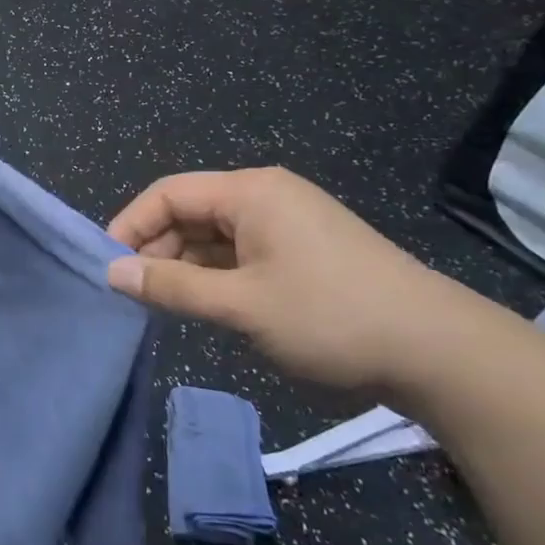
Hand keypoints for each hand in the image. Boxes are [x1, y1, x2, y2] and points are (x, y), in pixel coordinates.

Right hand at [106, 167, 503, 394]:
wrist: (439, 353)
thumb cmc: (330, 317)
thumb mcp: (241, 305)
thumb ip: (172, 287)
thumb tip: (112, 273)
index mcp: (250, 192)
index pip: (167, 194)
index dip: (130, 226)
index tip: (105, 267)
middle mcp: (265, 197)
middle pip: (188, 212)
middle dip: (155, 249)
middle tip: (130, 294)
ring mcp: (286, 225)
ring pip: (212, 236)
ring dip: (183, 266)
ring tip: (160, 304)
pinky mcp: (300, 253)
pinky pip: (238, 254)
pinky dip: (213, 276)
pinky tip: (201, 305)